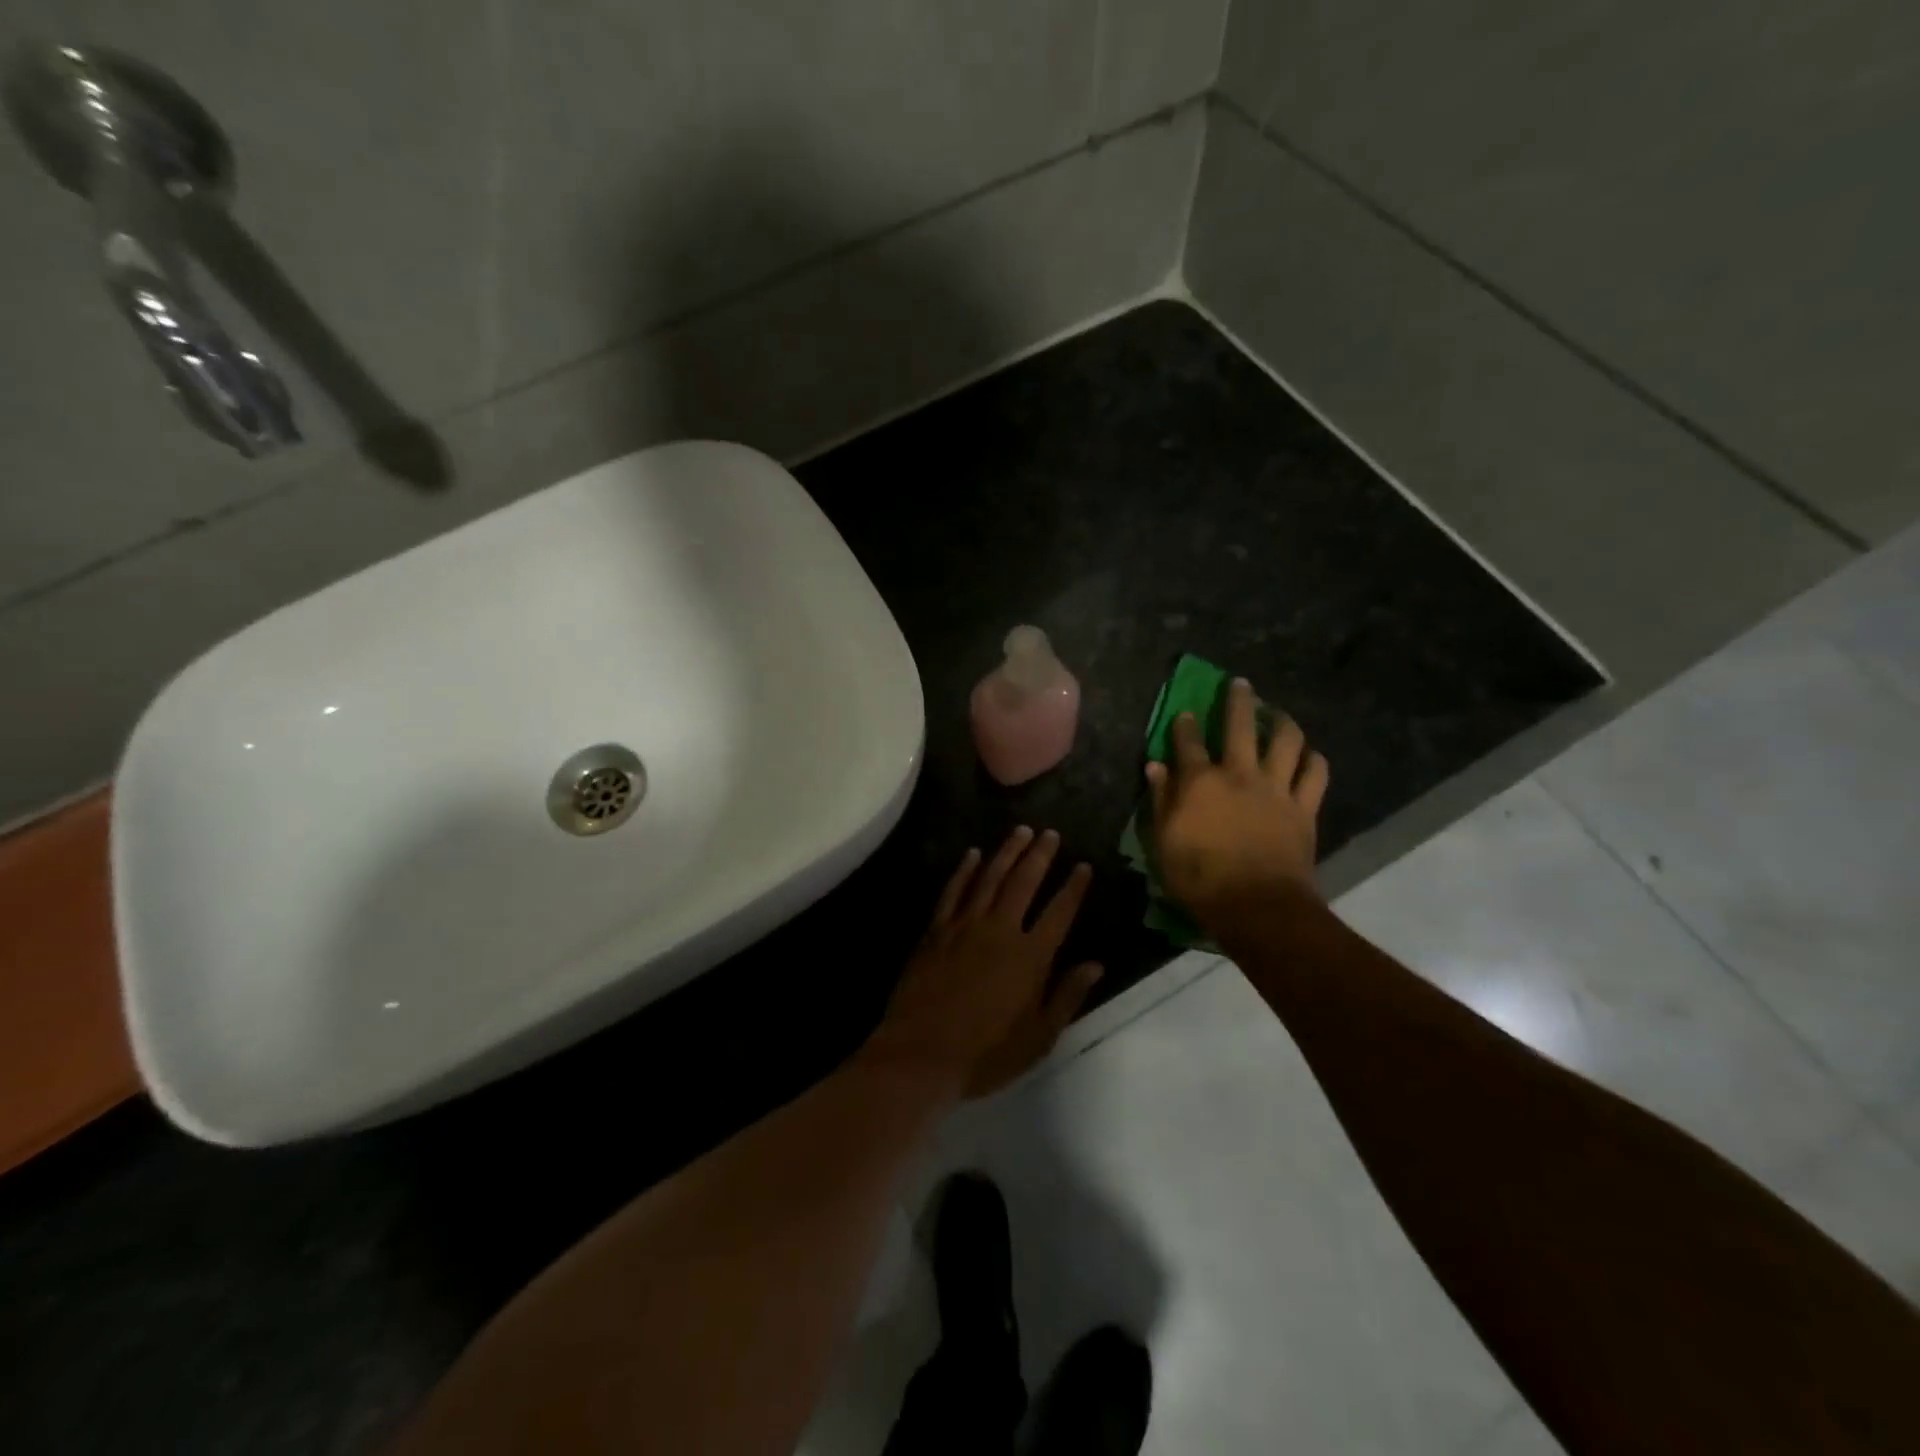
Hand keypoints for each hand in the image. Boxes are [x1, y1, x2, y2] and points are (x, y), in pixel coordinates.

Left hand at [870, 827, 1102, 1098]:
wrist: (922, 1054)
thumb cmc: (986, 1054)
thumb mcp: (1039, 1037)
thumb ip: (1067, 996)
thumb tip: (1095, 965)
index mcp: (1031, 956)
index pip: (1060, 912)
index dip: (1074, 888)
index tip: (1084, 866)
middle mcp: (1000, 930)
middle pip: (1024, 883)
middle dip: (1040, 855)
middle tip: (1050, 833)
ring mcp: (965, 926)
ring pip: (990, 878)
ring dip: (1007, 852)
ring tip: (1021, 831)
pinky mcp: (936, 930)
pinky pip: (953, 891)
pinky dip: (965, 870)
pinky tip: (973, 854)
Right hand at [1146, 677, 1329, 928]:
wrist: (1257, 906)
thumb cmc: (1199, 878)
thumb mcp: (1163, 842)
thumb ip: (1160, 801)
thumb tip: (1156, 767)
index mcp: (1200, 781)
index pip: (1188, 742)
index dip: (1184, 725)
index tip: (1184, 713)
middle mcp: (1239, 774)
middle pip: (1241, 725)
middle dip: (1238, 701)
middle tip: (1240, 684)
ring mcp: (1275, 788)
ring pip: (1286, 741)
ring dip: (1282, 721)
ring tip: (1278, 714)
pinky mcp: (1303, 807)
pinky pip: (1315, 774)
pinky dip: (1314, 760)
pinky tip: (1310, 755)